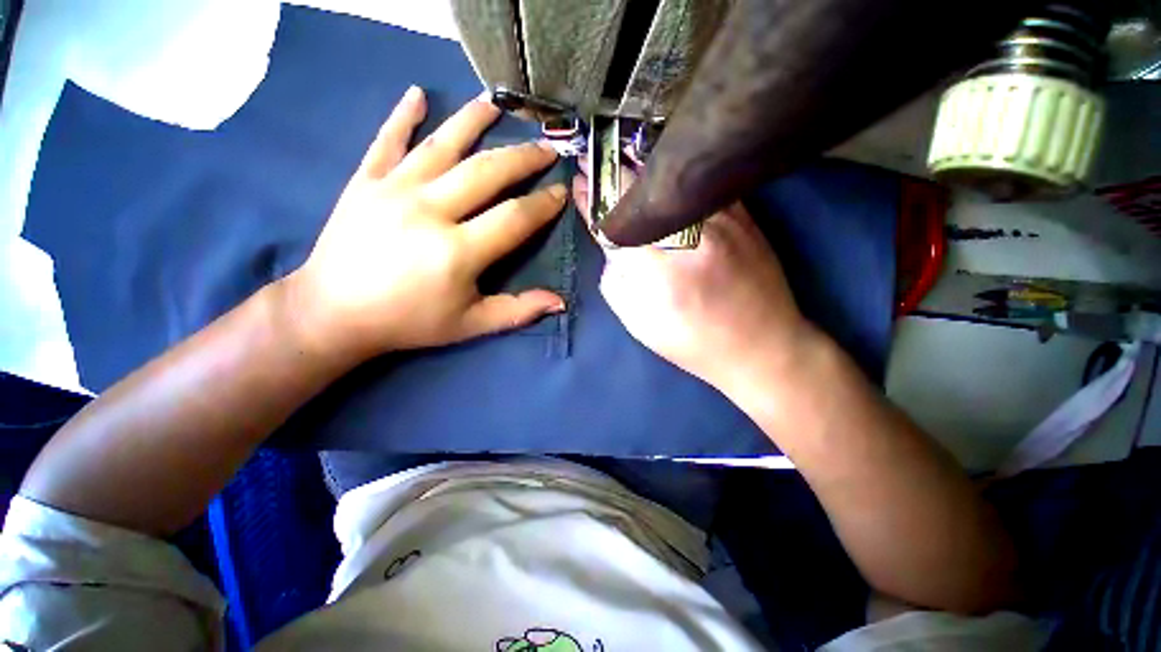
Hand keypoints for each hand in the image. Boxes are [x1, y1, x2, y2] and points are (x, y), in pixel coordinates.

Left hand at [284, 87, 567, 357]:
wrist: (334, 313)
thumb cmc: (409, 322)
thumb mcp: (470, 325)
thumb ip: (517, 311)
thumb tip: (560, 303)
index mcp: (458, 252)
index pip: (514, 218)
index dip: (543, 205)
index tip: (561, 192)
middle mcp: (430, 211)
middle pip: (487, 172)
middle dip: (523, 158)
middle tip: (546, 149)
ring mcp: (394, 190)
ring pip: (442, 144)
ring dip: (473, 121)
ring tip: (497, 104)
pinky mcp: (365, 181)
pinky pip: (387, 140)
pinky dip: (403, 115)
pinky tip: (418, 94)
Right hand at [572, 162, 813, 389]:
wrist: (759, 345)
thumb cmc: (690, 341)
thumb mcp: (637, 321)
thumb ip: (615, 277)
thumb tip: (611, 242)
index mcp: (658, 270)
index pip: (614, 220)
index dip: (592, 199)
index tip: (579, 183)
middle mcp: (690, 235)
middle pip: (640, 190)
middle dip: (610, 171)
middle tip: (594, 159)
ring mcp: (722, 218)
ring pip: (671, 178)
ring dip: (640, 166)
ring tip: (620, 157)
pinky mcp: (744, 214)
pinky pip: (700, 183)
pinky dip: (675, 175)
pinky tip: (661, 172)